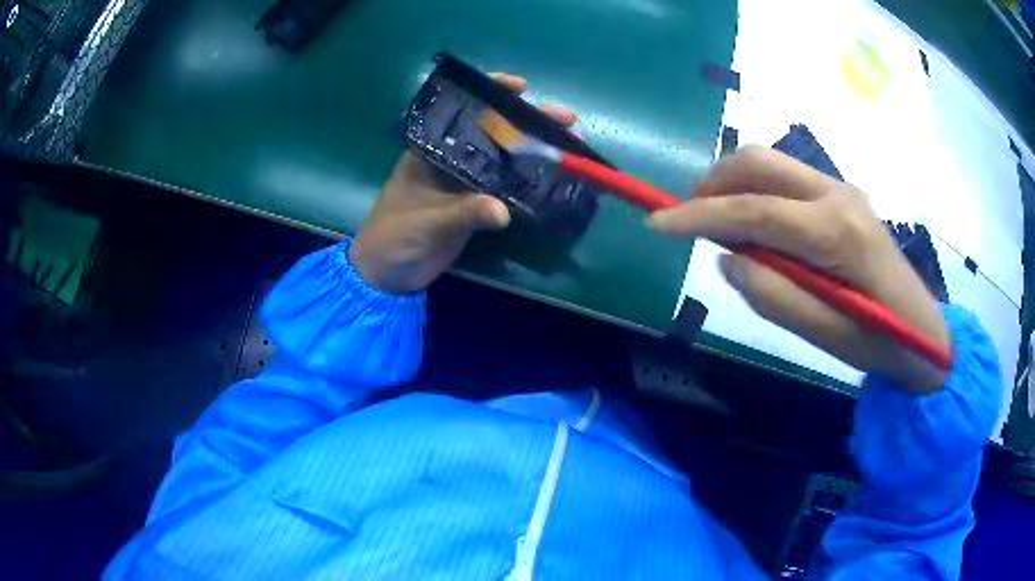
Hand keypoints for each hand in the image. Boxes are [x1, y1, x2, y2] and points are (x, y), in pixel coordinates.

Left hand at [349, 73, 576, 294]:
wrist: (387, 274)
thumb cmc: (394, 236)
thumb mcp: (427, 221)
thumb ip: (464, 213)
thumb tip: (504, 212)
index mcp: (431, 148)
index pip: (463, 110)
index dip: (492, 93)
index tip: (521, 86)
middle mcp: (452, 157)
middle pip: (494, 131)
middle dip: (529, 121)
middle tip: (566, 120)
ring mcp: (466, 181)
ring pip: (505, 157)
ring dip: (535, 150)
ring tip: (571, 145)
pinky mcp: (475, 204)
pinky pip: (506, 187)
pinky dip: (529, 182)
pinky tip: (555, 177)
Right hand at [648, 146, 949, 392]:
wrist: (922, 329)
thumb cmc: (877, 340)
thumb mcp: (823, 335)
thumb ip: (771, 295)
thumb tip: (727, 256)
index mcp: (835, 232)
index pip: (754, 210)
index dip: (699, 215)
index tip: (656, 222)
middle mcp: (836, 194)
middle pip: (759, 162)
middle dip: (714, 183)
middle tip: (690, 218)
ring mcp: (842, 189)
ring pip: (772, 163)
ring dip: (734, 184)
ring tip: (720, 224)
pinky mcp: (843, 195)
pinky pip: (788, 179)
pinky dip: (758, 191)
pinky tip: (758, 226)